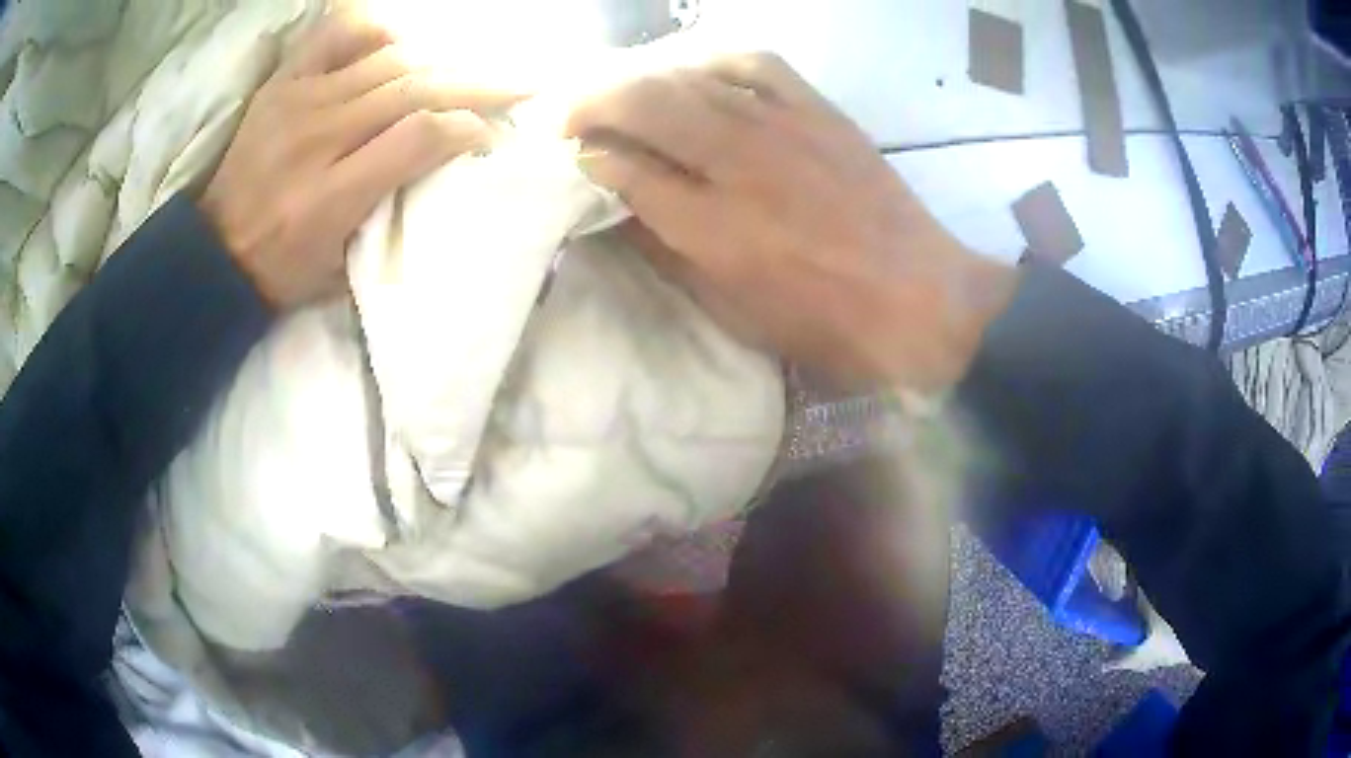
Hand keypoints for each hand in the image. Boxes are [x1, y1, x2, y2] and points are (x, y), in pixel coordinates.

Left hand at [200, 15, 515, 308]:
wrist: (214, 254)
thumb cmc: (281, 270)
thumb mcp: (340, 268)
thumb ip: (390, 214)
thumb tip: (441, 164)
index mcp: (332, 195)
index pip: (420, 137)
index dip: (468, 127)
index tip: (491, 134)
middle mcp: (318, 136)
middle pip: (414, 88)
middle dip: (476, 84)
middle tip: (516, 85)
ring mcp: (299, 101)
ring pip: (388, 59)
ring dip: (439, 60)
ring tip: (468, 66)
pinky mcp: (283, 84)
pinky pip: (337, 35)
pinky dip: (376, 31)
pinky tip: (397, 42)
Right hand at [568, 53, 1016, 390]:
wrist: (920, 300)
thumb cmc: (824, 323)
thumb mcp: (733, 311)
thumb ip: (667, 252)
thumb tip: (618, 207)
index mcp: (709, 227)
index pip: (621, 169)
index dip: (586, 159)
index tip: (572, 159)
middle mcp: (736, 162)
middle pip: (643, 105)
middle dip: (591, 105)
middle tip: (571, 117)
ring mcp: (780, 127)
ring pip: (689, 78)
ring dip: (639, 78)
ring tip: (619, 92)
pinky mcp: (818, 111)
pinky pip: (755, 63)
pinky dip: (713, 60)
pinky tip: (696, 71)